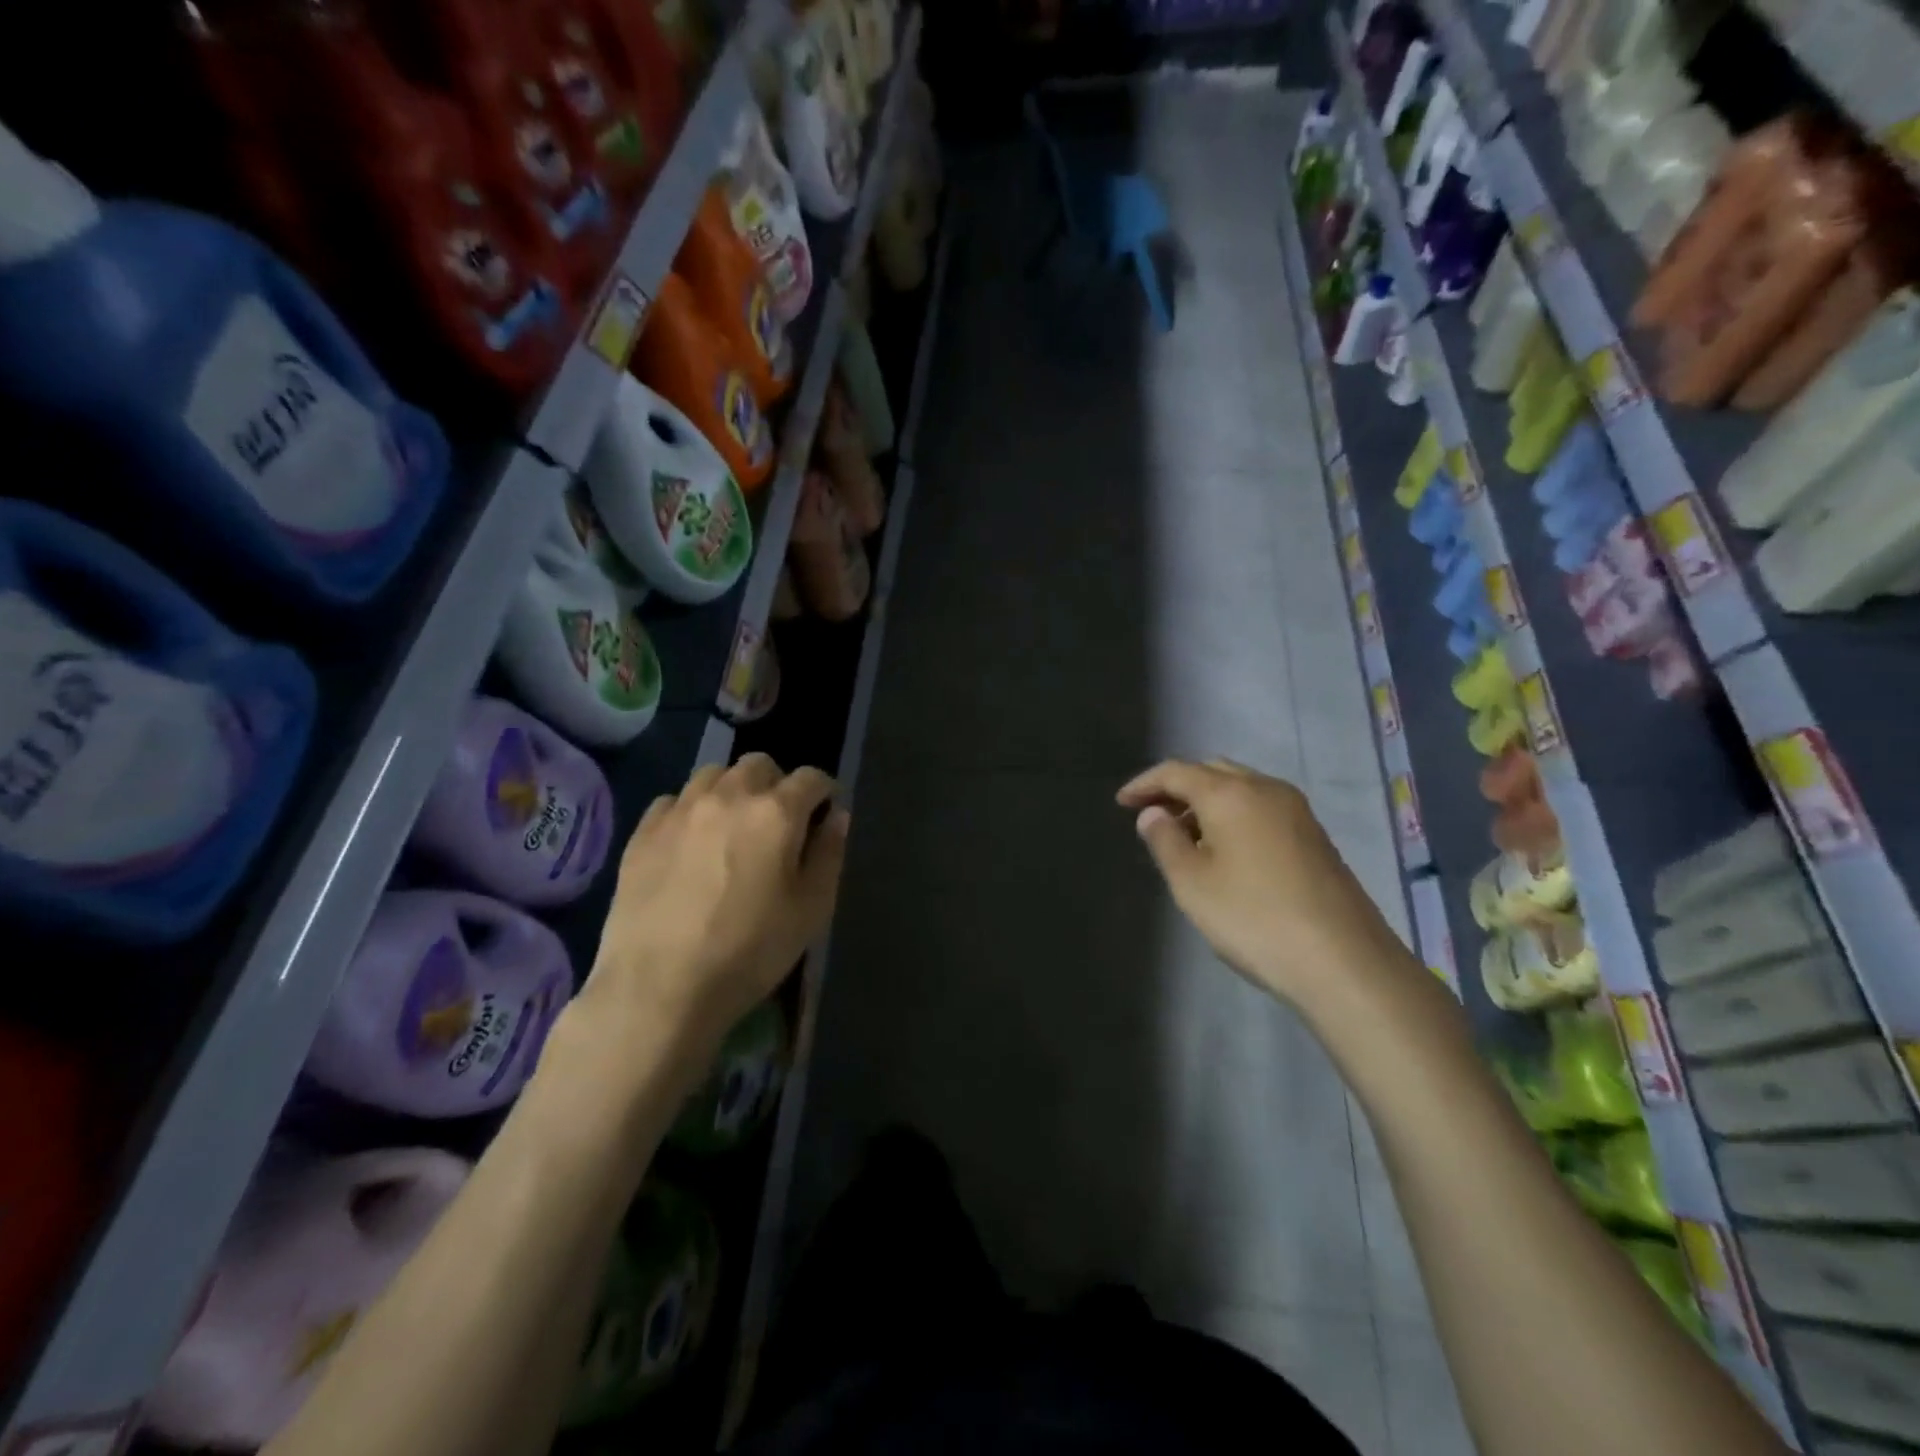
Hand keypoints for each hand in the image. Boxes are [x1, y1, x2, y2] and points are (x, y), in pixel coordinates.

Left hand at [581, 754, 848, 1054]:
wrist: (659, 986)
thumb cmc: (749, 951)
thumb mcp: (811, 910)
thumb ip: (829, 854)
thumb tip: (837, 816)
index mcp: (776, 812)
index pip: (811, 778)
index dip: (824, 792)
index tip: (824, 813)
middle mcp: (729, 796)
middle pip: (760, 765)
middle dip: (777, 783)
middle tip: (778, 822)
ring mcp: (681, 809)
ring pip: (714, 774)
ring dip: (733, 790)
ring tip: (733, 826)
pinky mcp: (643, 831)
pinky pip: (675, 799)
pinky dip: (692, 809)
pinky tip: (692, 843)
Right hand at [1117, 759, 1410, 1013]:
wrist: (1344, 962)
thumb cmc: (1254, 918)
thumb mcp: (1192, 883)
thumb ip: (1165, 841)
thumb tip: (1154, 814)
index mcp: (1231, 793)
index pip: (1177, 771)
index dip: (1144, 784)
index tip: (1121, 804)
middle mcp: (1267, 789)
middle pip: (1212, 771)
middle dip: (1177, 788)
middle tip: (1152, 816)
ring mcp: (1297, 812)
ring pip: (1241, 789)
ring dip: (1207, 802)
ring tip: (1184, 837)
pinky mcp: (1315, 837)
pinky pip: (1262, 809)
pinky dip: (1234, 816)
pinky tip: (1225, 852)